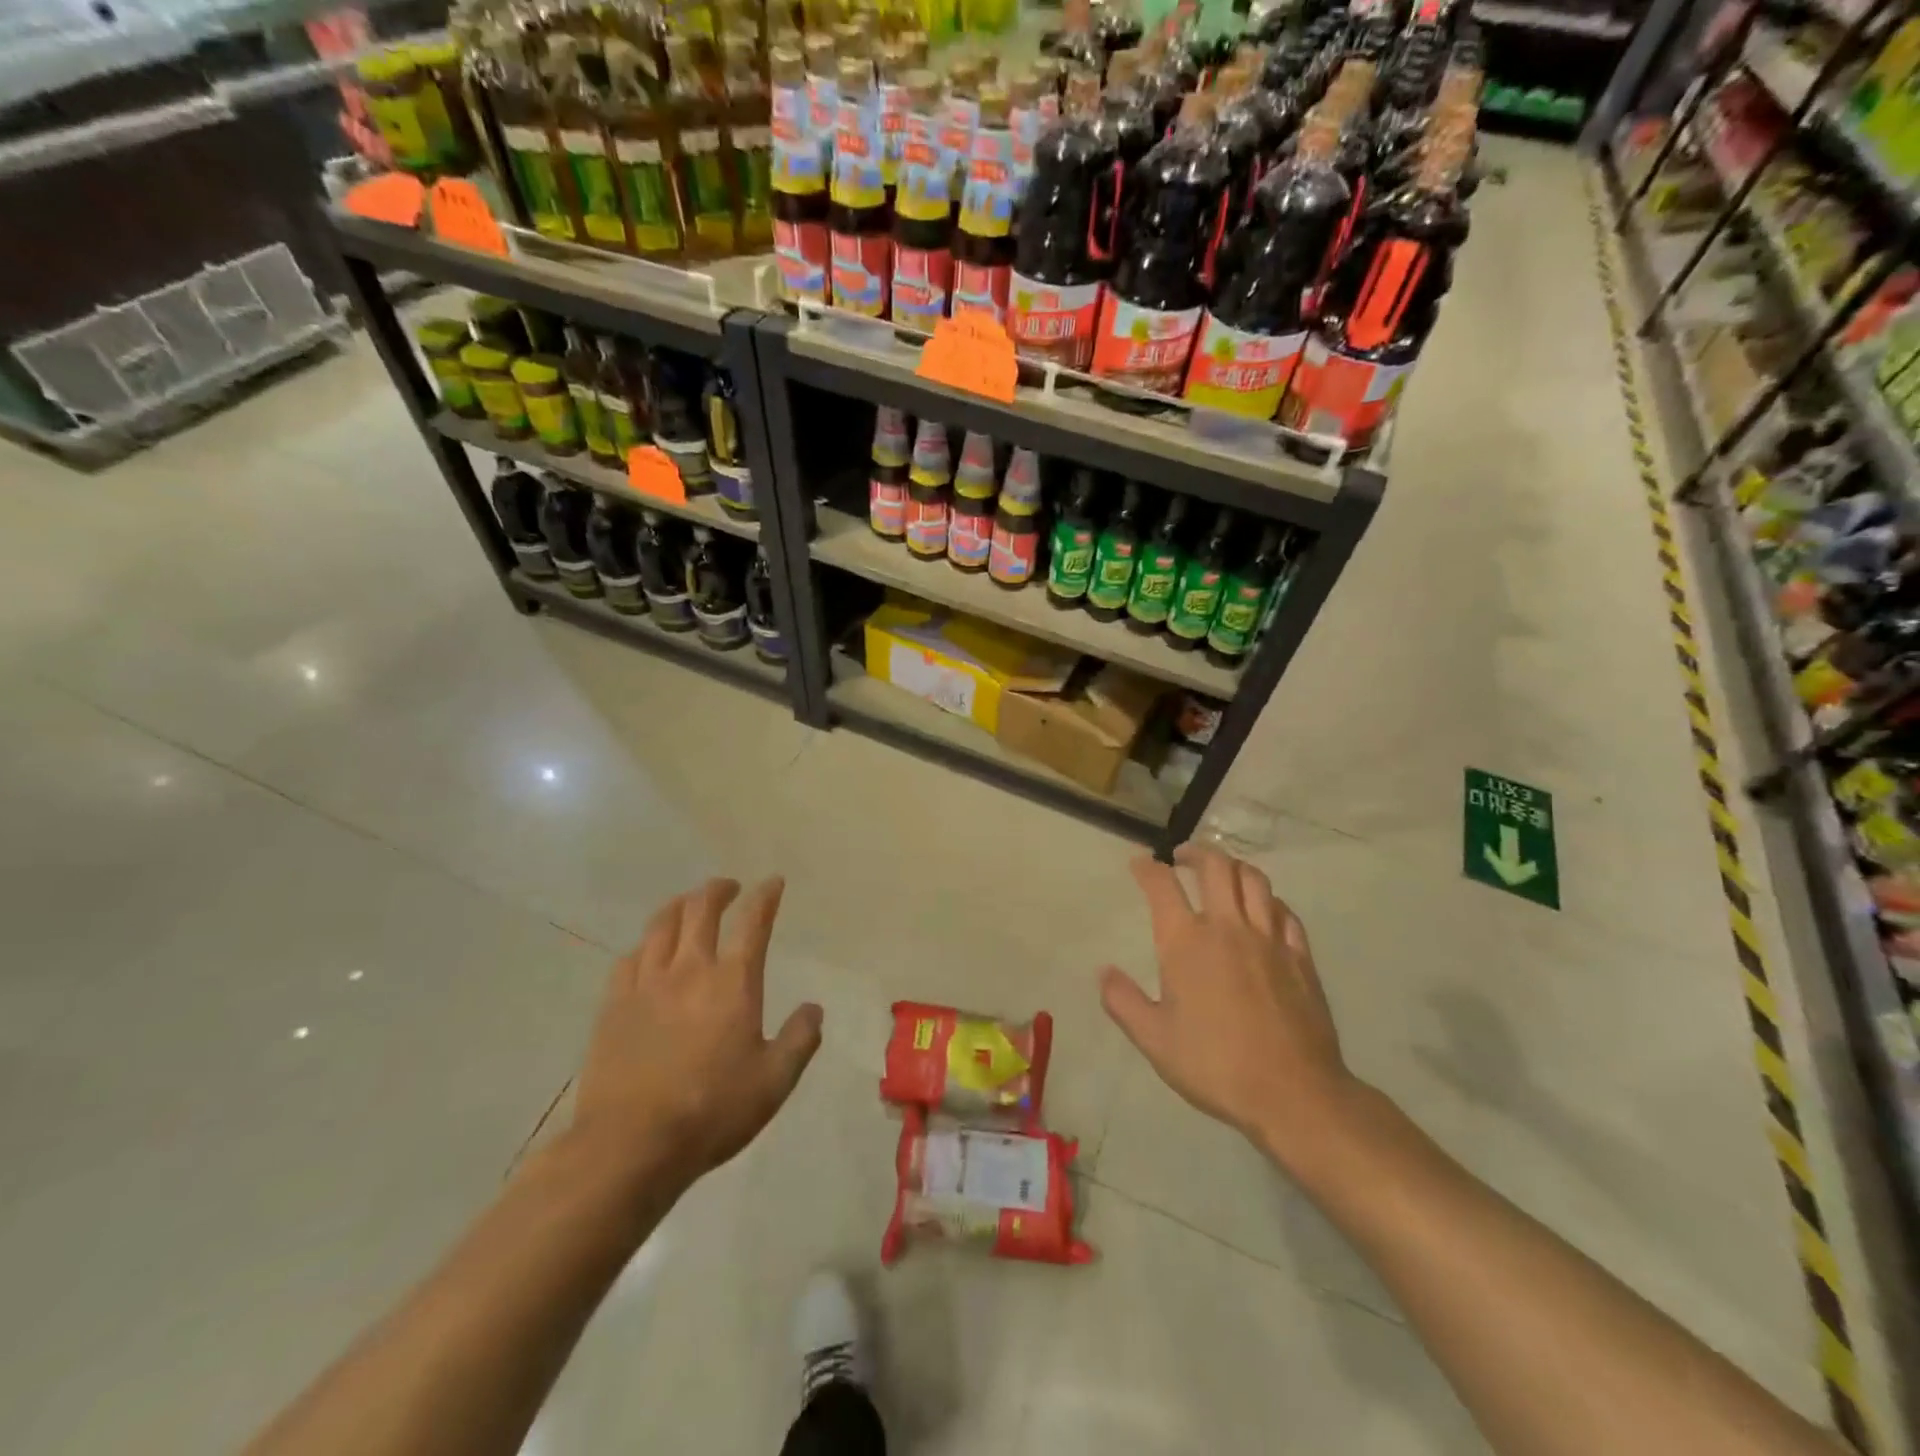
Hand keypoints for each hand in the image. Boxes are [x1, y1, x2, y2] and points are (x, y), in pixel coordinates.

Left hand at [572, 877, 822, 1186]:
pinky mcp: (613, 1005)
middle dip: (718, 890)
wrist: (631, 1144)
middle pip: (700, 909)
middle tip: (729, 888)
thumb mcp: (775, 1081)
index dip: (765, 896)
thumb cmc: (712, 1110)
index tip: (773, 883)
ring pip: (661, 924)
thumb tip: (814, 1009)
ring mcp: (646, 984)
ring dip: (680, 905)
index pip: (753, 922)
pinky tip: (648, 952)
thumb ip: (800, 1039)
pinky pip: (629, 958)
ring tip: (688, 905)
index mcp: (733, 982)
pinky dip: (645, 944)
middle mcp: (689, 969)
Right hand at [1100, 844, 1358, 1173]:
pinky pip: (1285, 912)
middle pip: (1216, 867)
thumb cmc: (1215, 1065)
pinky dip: (1269, 900)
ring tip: (1222, 873)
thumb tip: (1103, 972)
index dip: (1147, 869)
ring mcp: (1269, 938)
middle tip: (1182, 857)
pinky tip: (1264, 910)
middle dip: (1196, 853)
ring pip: (1254, 880)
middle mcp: (1227, 927)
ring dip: (1234, 867)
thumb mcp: (1154, 1040)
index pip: (1162, 886)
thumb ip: (1123, 1002)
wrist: (1293, 1093)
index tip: (1139, 864)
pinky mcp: (1300, 957)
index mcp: (1186, 942)